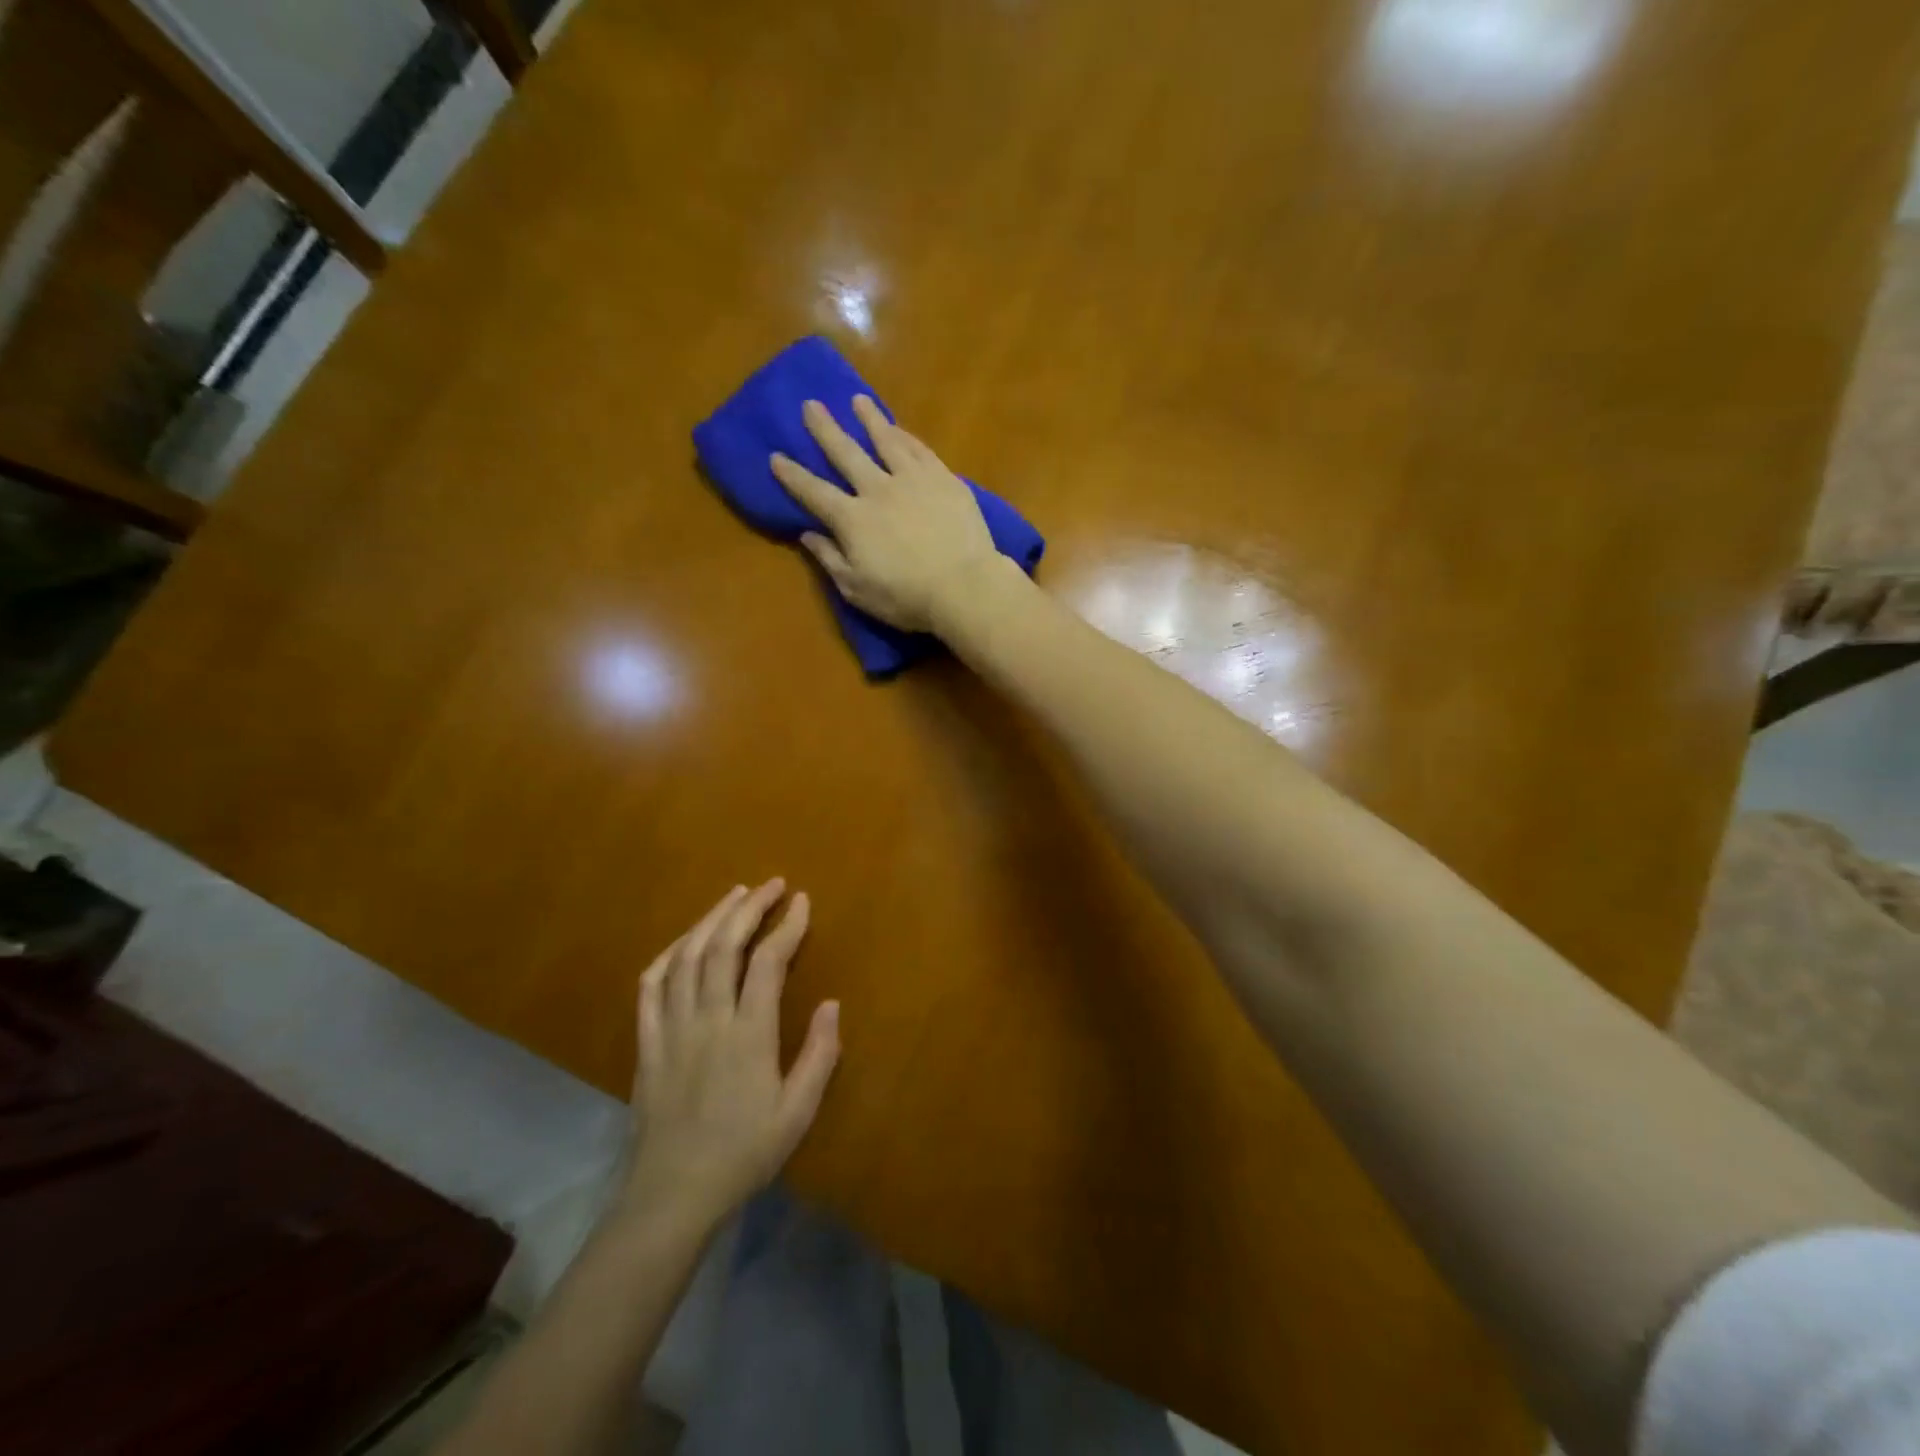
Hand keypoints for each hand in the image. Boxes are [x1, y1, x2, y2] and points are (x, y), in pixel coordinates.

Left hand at [622, 880, 839, 1233]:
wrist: (672, 1195)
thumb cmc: (743, 1154)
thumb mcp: (797, 1113)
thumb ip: (818, 1055)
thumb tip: (832, 1003)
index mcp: (747, 1035)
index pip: (767, 962)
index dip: (786, 926)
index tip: (802, 901)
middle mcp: (707, 1020)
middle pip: (723, 947)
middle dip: (749, 908)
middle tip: (771, 884)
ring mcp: (671, 1028)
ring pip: (687, 957)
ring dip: (711, 919)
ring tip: (734, 896)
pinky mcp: (646, 1043)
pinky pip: (650, 987)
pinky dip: (668, 954)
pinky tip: (684, 941)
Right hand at [771, 396, 1004, 632]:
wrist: (964, 586)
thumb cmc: (906, 597)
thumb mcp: (857, 589)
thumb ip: (830, 559)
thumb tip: (808, 535)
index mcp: (852, 519)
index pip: (814, 492)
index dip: (793, 475)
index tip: (776, 456)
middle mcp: (877, 489)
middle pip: (846, 453)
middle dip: (825, 429)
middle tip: (811, 404)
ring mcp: (913, 479)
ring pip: (886, 440)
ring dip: (869, 419)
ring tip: (858, 400)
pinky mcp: (944, 479)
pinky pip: (920, 449)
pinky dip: (905, 436)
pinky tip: (899, 428)